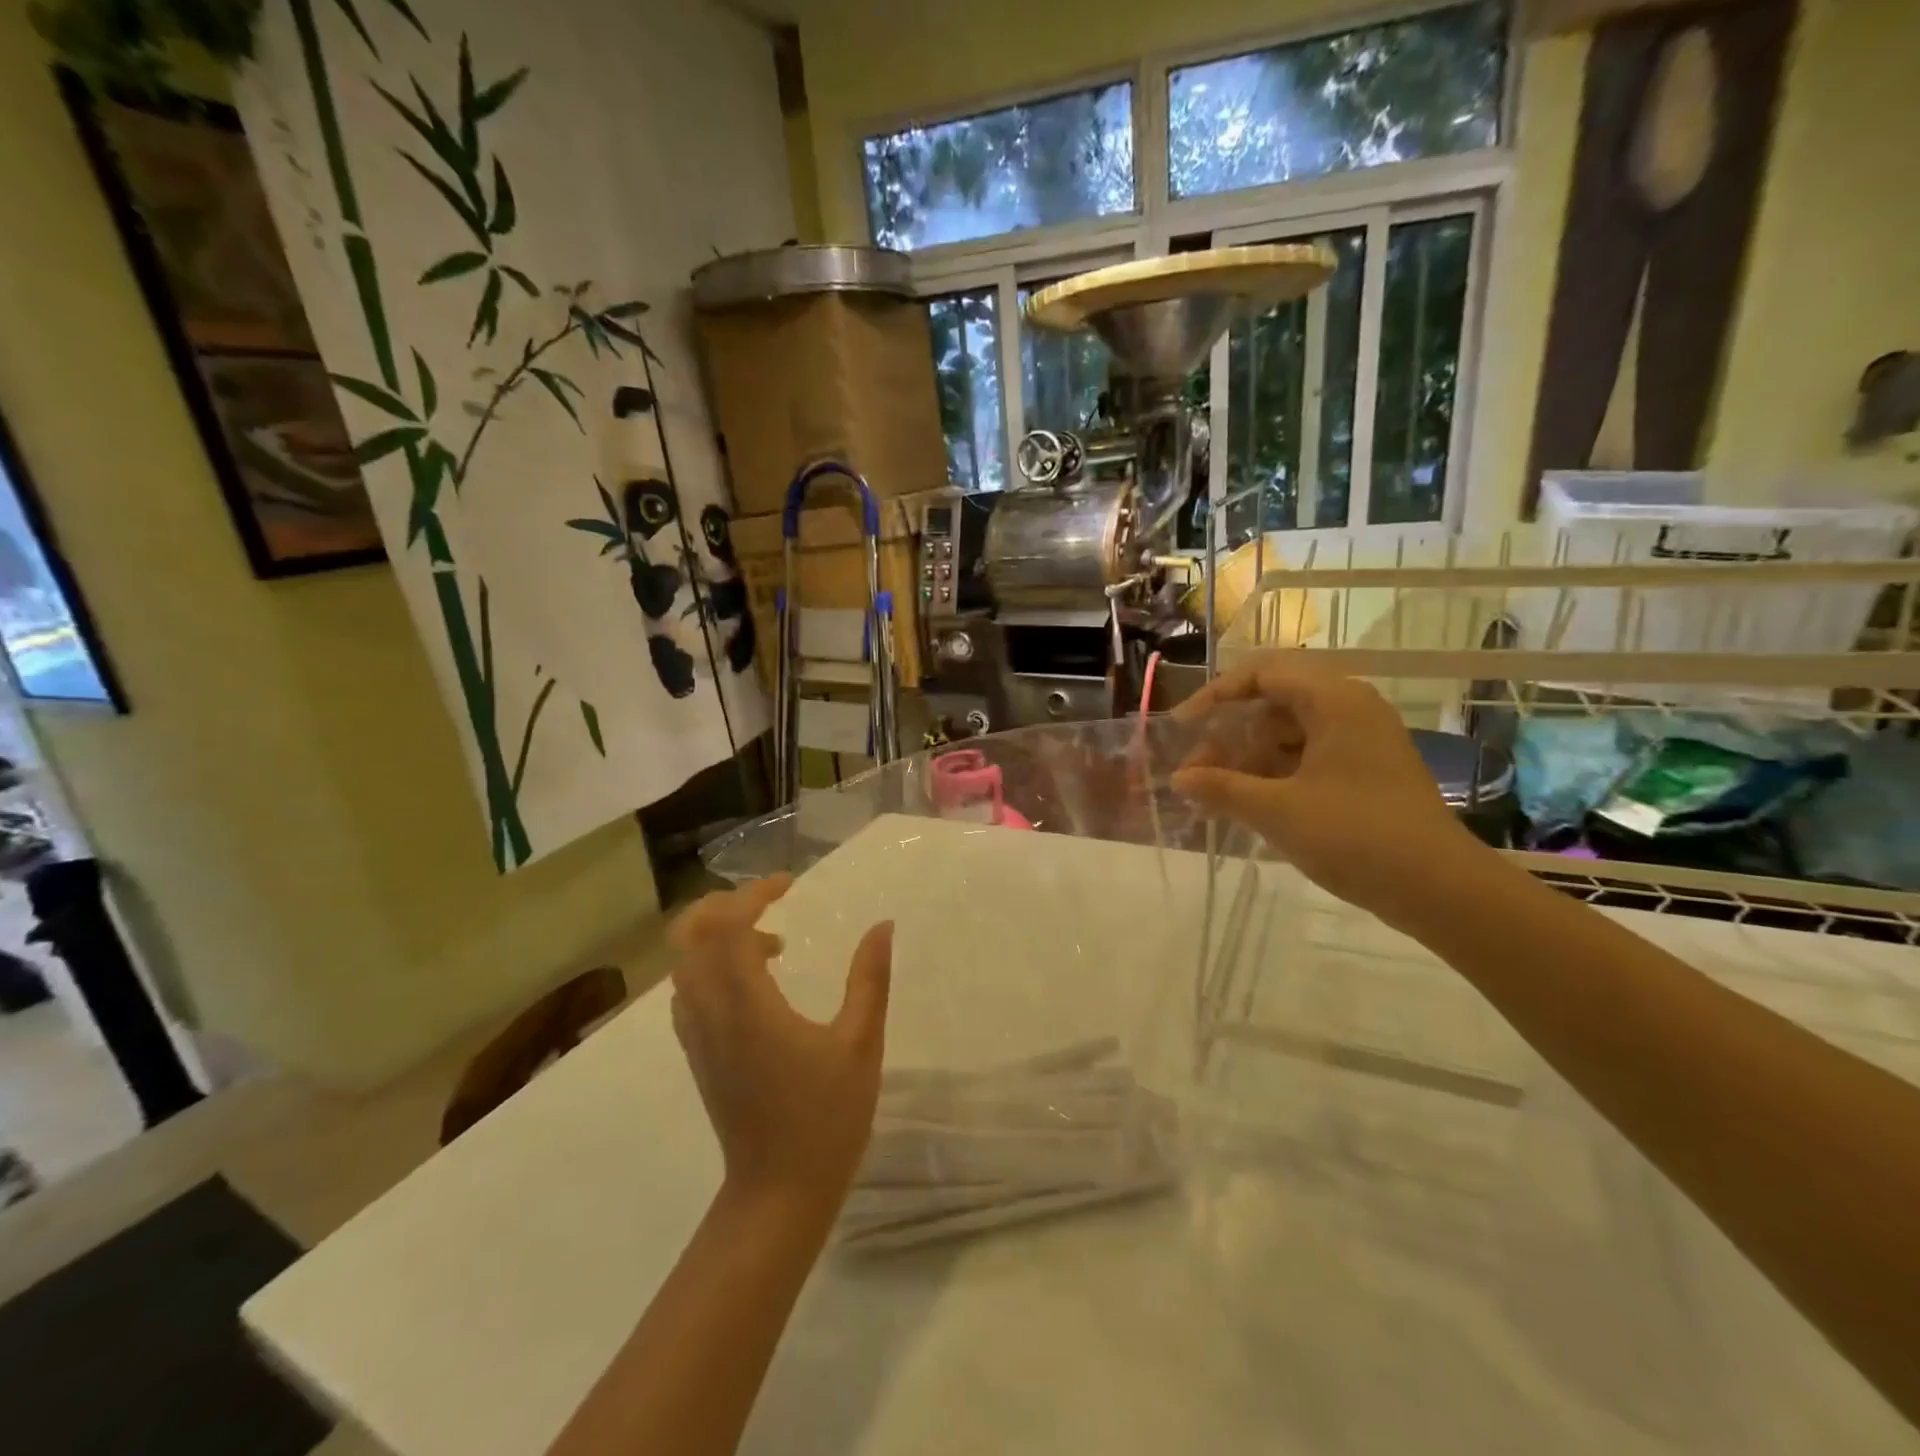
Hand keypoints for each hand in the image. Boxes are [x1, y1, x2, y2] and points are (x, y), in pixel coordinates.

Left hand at [668, 875, 891, 1219]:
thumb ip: (870, 979)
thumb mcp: (861, 1044)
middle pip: (689, 934)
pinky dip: (711, 963)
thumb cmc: (826, 1118)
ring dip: (717, 933)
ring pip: (683, 961)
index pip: (729, 926)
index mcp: (748, 1006)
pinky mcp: (698, 1053)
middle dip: (724, 904)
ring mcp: (697, 1034)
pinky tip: (756, 979)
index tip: (790, 883)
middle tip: (770, 902)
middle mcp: (710, 1012)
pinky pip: (688, 989)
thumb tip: (882, 926)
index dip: (754, 894)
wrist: (778, 1193)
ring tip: (772, 940)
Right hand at [1170, 651, 1486, 926]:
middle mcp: (1350, 709)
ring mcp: (1361, 741)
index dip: (1215, 695)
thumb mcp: (1277, 811)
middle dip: (1229, 733)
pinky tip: (1248, 802)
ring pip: (1289, 732)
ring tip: (1215, 792)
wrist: (1440, 890)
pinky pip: (1307, 757)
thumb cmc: (1356, 836)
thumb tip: (1178, 779)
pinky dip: (1274, 773)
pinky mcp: (1366, 771)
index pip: (1262, 673)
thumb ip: (1222, 788)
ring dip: (1248, 757)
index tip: (1183, 726)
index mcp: (1334, 700)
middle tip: (1196, 768)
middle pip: (1274, 702)